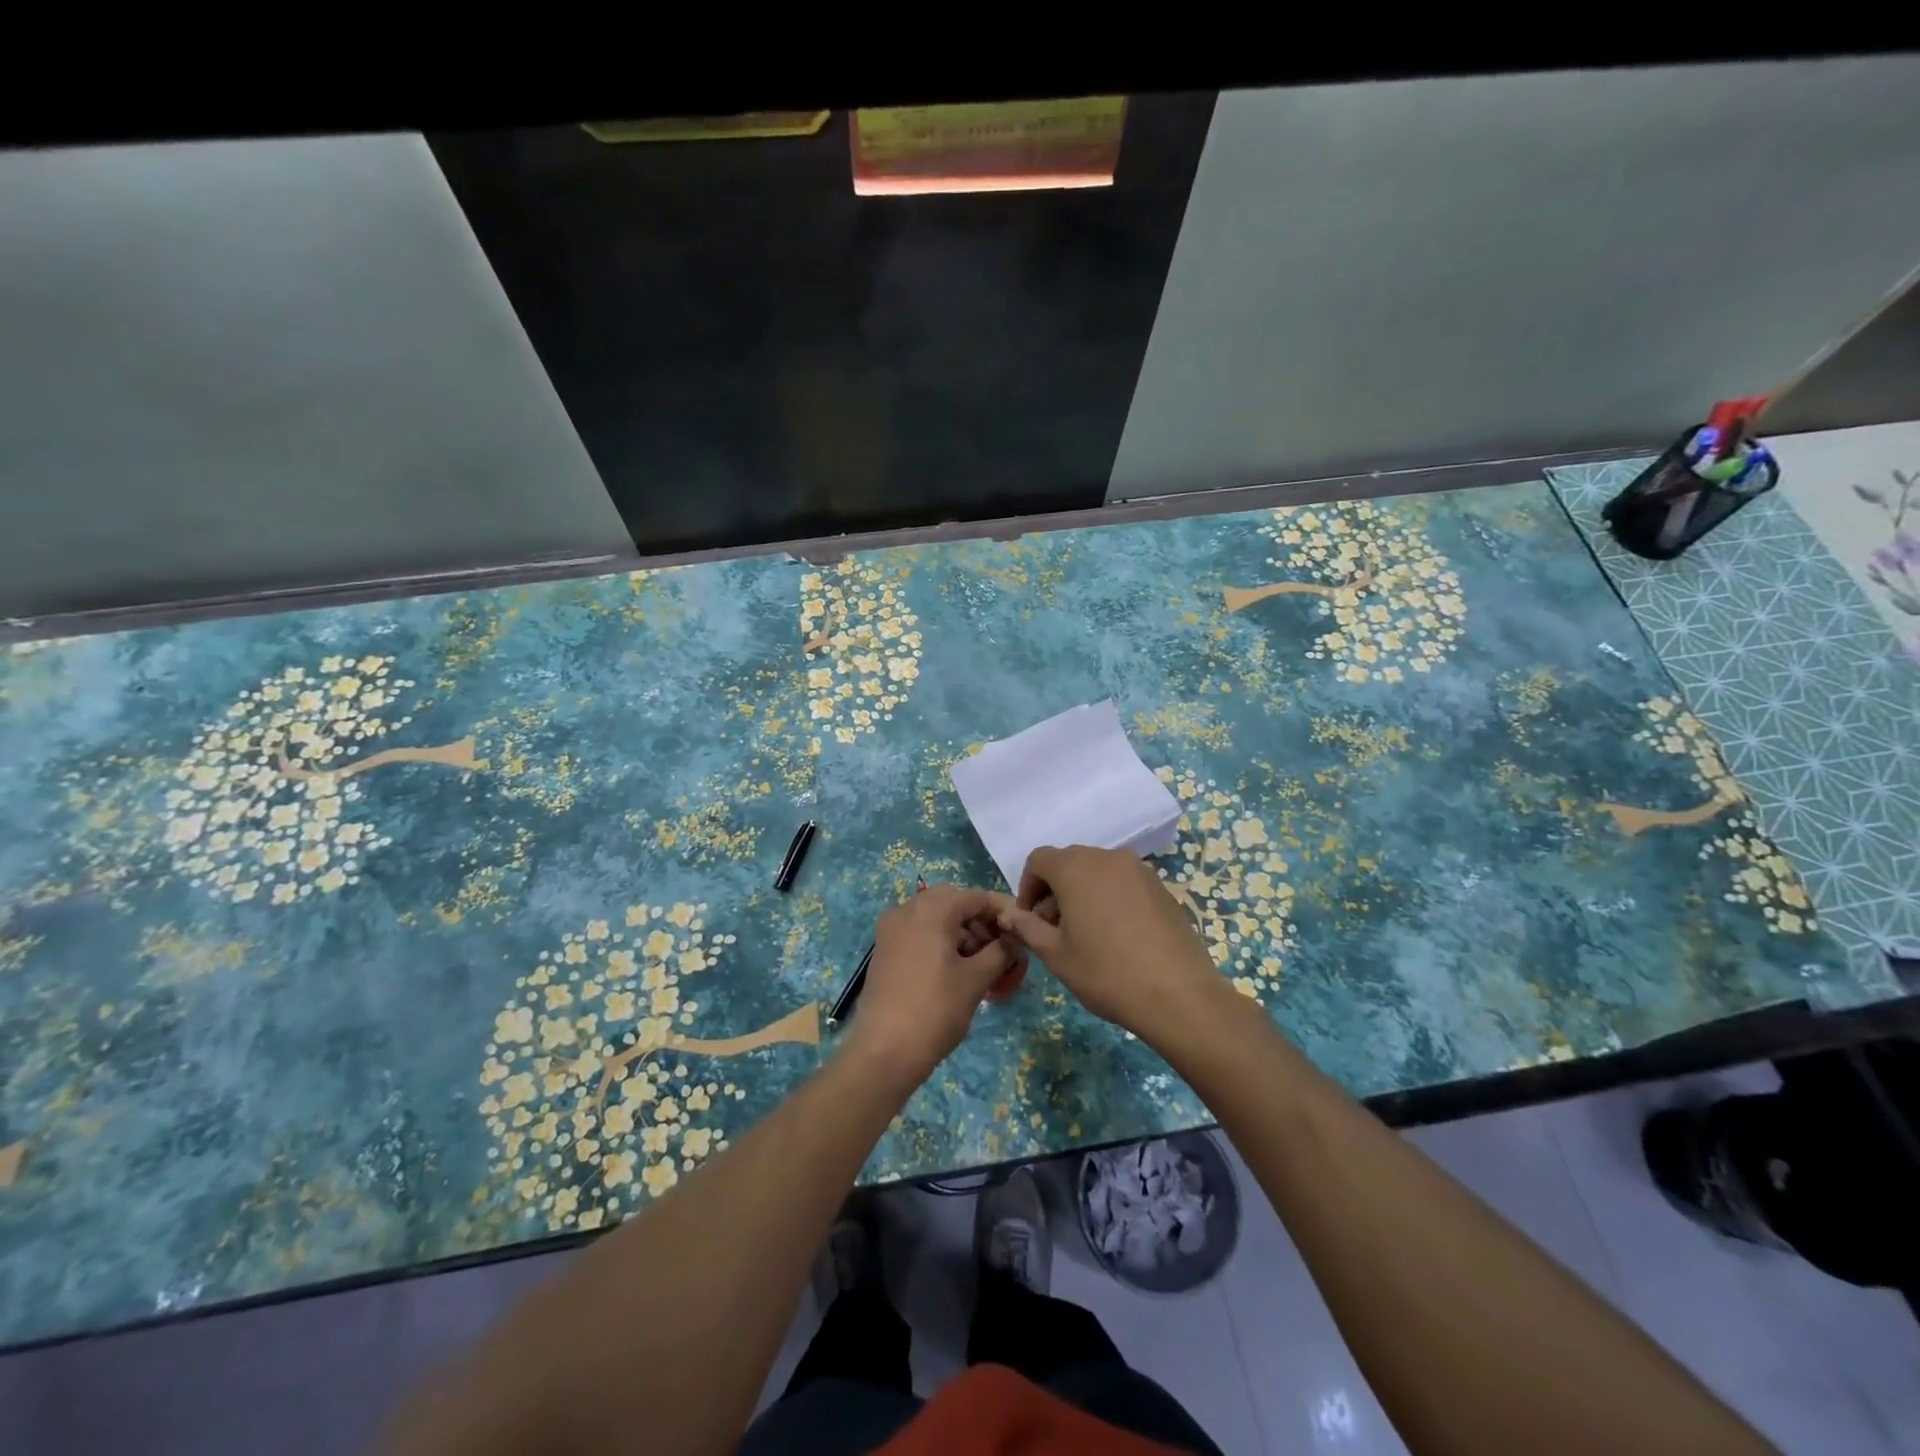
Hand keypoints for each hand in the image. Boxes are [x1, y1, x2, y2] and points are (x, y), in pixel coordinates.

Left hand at [848, 884, 1025, 1086]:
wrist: (884, 1051)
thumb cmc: (936, 1009)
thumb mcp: (976, 979)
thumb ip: (1000, 952)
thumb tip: (1014, 941)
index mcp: (932, 908)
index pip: (977, 897)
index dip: (1003, 912)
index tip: (1022, 931)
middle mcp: (907, 908)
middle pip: (954, 904)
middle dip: (981, 923)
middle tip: (1002, 949)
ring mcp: (891, 929)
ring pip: (935, 918)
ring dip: (962, 933)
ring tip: (983, 965)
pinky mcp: (884, 949)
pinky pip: (919, 933)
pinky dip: (941, 943)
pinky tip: (957, 970)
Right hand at [995, 845, 1229, 1042]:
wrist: (1179, 994)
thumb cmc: (1106, 973)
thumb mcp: (1056, 955)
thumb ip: (1027, 927)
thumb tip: (1008, 914)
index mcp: (1075, 868)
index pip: (1038, 860)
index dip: (1028, 887)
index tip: (1031, 920)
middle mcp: (1106, 858)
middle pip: (1069, 862)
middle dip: (1054, 890)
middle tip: (1055, 930)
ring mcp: (1138, 869)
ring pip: (1097, 871)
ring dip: (1082, 892)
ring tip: (1087, 934)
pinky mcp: (1161, 886)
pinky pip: (1123, 881)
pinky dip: (1110, 897)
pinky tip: (1117, 934)